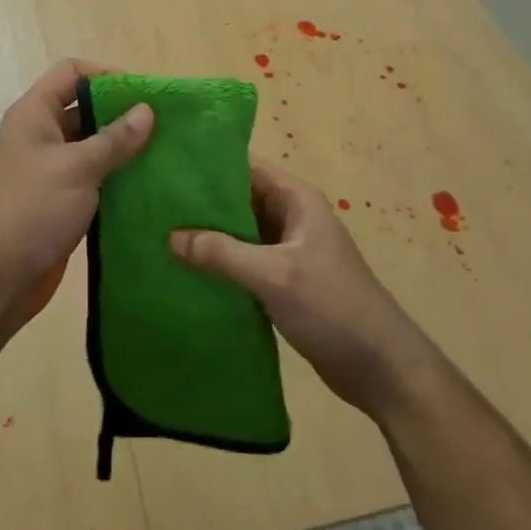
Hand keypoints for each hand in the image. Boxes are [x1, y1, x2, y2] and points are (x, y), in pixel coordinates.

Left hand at [0, 60, 152, 326]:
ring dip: (123, 149)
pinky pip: (93, 178)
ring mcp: (50, 169)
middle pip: (85, 108)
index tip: (144, 94)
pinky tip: (149, 185)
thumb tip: (147, 110)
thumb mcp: (77, 167)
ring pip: (92, 146)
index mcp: (34, 114)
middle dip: (122, 114)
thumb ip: (114, 139)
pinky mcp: (61, 200)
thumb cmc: (32, 209)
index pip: (71, 73)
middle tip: (165, 125)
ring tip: (165, 154)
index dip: (106, 75)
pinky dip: (117, 178)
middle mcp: (41, 135)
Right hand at [171, 159, 440, 418]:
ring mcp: (287, 250)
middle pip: (238, 198)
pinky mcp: (282, 281)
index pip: (246, 166)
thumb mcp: (274, 275)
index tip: (165, 164)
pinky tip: (183, 269)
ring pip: (238, 232)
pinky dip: (218, 263)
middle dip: (199, 202)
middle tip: (151, 202)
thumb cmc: (332, 306)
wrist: (379, 366)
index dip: (208, 163)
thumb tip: (170, 236)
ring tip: (157, 232)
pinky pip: (242, 261)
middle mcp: (291, 217)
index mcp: (296, 199)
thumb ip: (222, 253)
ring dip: (206, 235)